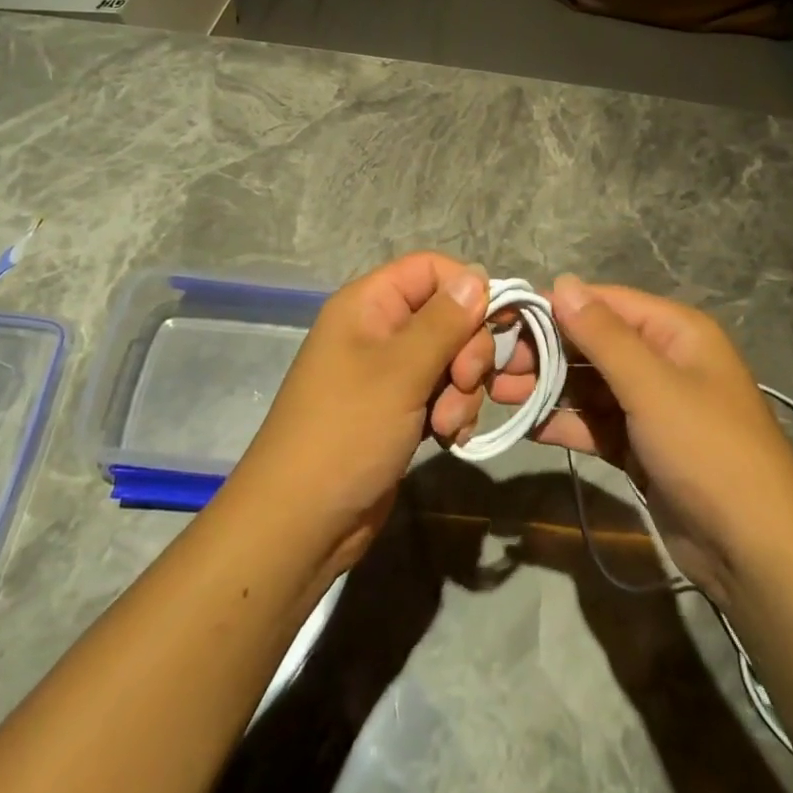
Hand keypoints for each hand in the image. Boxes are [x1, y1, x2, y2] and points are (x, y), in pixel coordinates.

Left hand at [226, 252, 494, 578]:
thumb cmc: (346, 432)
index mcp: (368, 304)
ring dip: (462, 390)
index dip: (465, 290)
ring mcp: (388, 374)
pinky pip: (441, 394)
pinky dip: (452, 412)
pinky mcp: (398, 411)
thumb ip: (444, 322)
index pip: (430, 269)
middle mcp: (379, 330)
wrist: (301, 523)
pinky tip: (448, 439)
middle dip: (468, 352)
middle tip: (465, 384)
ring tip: (447, 425)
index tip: (491, 325)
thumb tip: (478, 274)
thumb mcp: (400, 371)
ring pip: (450, 359)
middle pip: (447, 315)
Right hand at [488, 275, 792, 606]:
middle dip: (546, 352)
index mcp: (676, 332)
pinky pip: (598, 423)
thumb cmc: (707, 451)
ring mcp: (654, 407)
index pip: (605, 303)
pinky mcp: (645, 448)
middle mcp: (665, 361)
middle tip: (495, 364)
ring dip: (549, 388)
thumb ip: (602, 334)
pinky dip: (568, 423)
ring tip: (499, 393)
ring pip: (591, 385)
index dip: (556, 308)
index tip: (506, 318)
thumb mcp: (652, 386)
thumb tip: (562, 282)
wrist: (758, 554)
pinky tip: (530, 427)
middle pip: (594, 344)